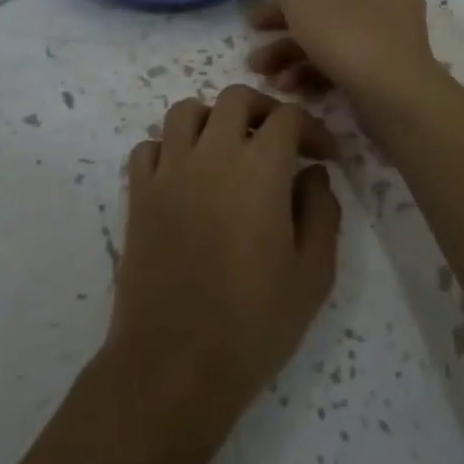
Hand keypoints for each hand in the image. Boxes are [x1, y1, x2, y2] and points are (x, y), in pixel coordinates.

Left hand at [106, 85, 342, 445]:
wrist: (173, 366)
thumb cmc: (253, 323)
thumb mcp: (313, 275)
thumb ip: (321, 212)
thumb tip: (312, 173)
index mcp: (259, 170)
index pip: (287, 117)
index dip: (313, 128)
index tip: (325, 156)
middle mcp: (211, 155)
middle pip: (235, 98)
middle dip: (264, 110)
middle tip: (280, 142)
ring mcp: (168, 172)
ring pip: (186, 111)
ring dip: (213, 119)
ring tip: (230, 151)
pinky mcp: (138, 195)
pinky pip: (149, 147)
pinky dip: (170, 148)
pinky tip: (187, 176)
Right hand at [246, 0, 438, 109]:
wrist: (396, 97)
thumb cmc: (347, 34)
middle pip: (324, 3)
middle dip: (283, 24)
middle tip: (252, 32)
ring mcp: (390, 33)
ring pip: (331, 35)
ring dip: (291, 52)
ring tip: (261, 71)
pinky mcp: (387, 67)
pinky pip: (345, 59)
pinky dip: (315, 69)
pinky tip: (287, 86)